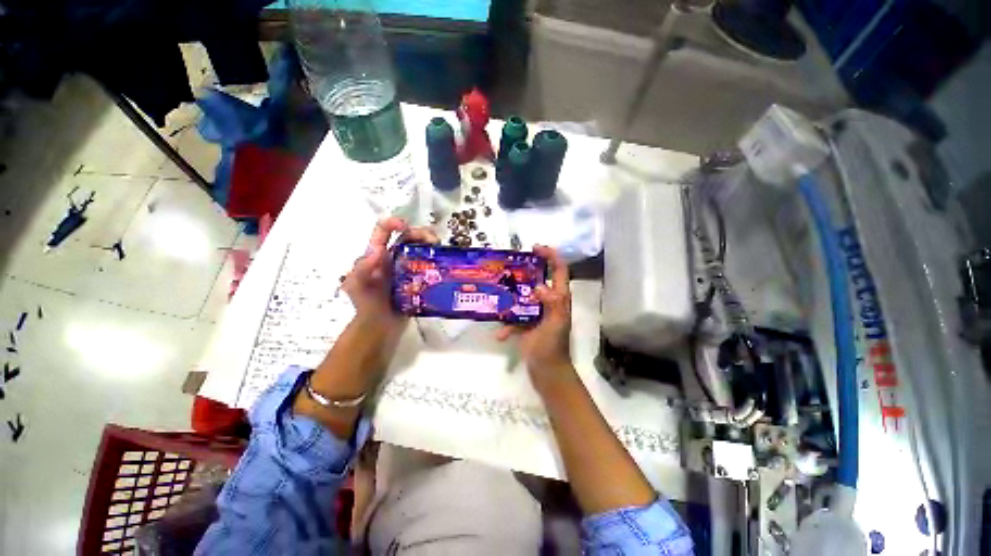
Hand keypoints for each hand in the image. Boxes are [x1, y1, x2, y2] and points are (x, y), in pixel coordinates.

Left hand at [343, 217, 437, 338]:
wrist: (380, 328)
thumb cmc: (366, 307)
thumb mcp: (357, 287)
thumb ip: (362, 269)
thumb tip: (378, 249)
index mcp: (378, 255)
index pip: (383, 231)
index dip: (393, 223)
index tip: (405, 226)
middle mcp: (394, 258)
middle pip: (409, 237)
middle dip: (422, 233)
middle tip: (435, 241)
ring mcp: (408, 269)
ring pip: (422, 250)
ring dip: (432, 246)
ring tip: (441, 251)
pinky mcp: (419, 280)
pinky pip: (429, 267)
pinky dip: (437, 262)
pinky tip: (443, 265)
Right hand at [496, 245, 574, 392]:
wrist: (547, 372)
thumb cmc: (553, 348)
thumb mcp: (556, 325)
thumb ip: (553, 304)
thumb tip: (539, 286)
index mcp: (559, 299)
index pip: (559, 271)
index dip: (551, 256)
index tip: (535, 247)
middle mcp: (548, 303)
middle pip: (538, 279)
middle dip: (525, 271)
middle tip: (509, 266)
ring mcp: (536, 314)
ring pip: (522, 297)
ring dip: (511, 296)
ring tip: (497, 292)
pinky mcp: (525, 325)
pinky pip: (513, 319)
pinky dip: (506, 326)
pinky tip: (500, 335)